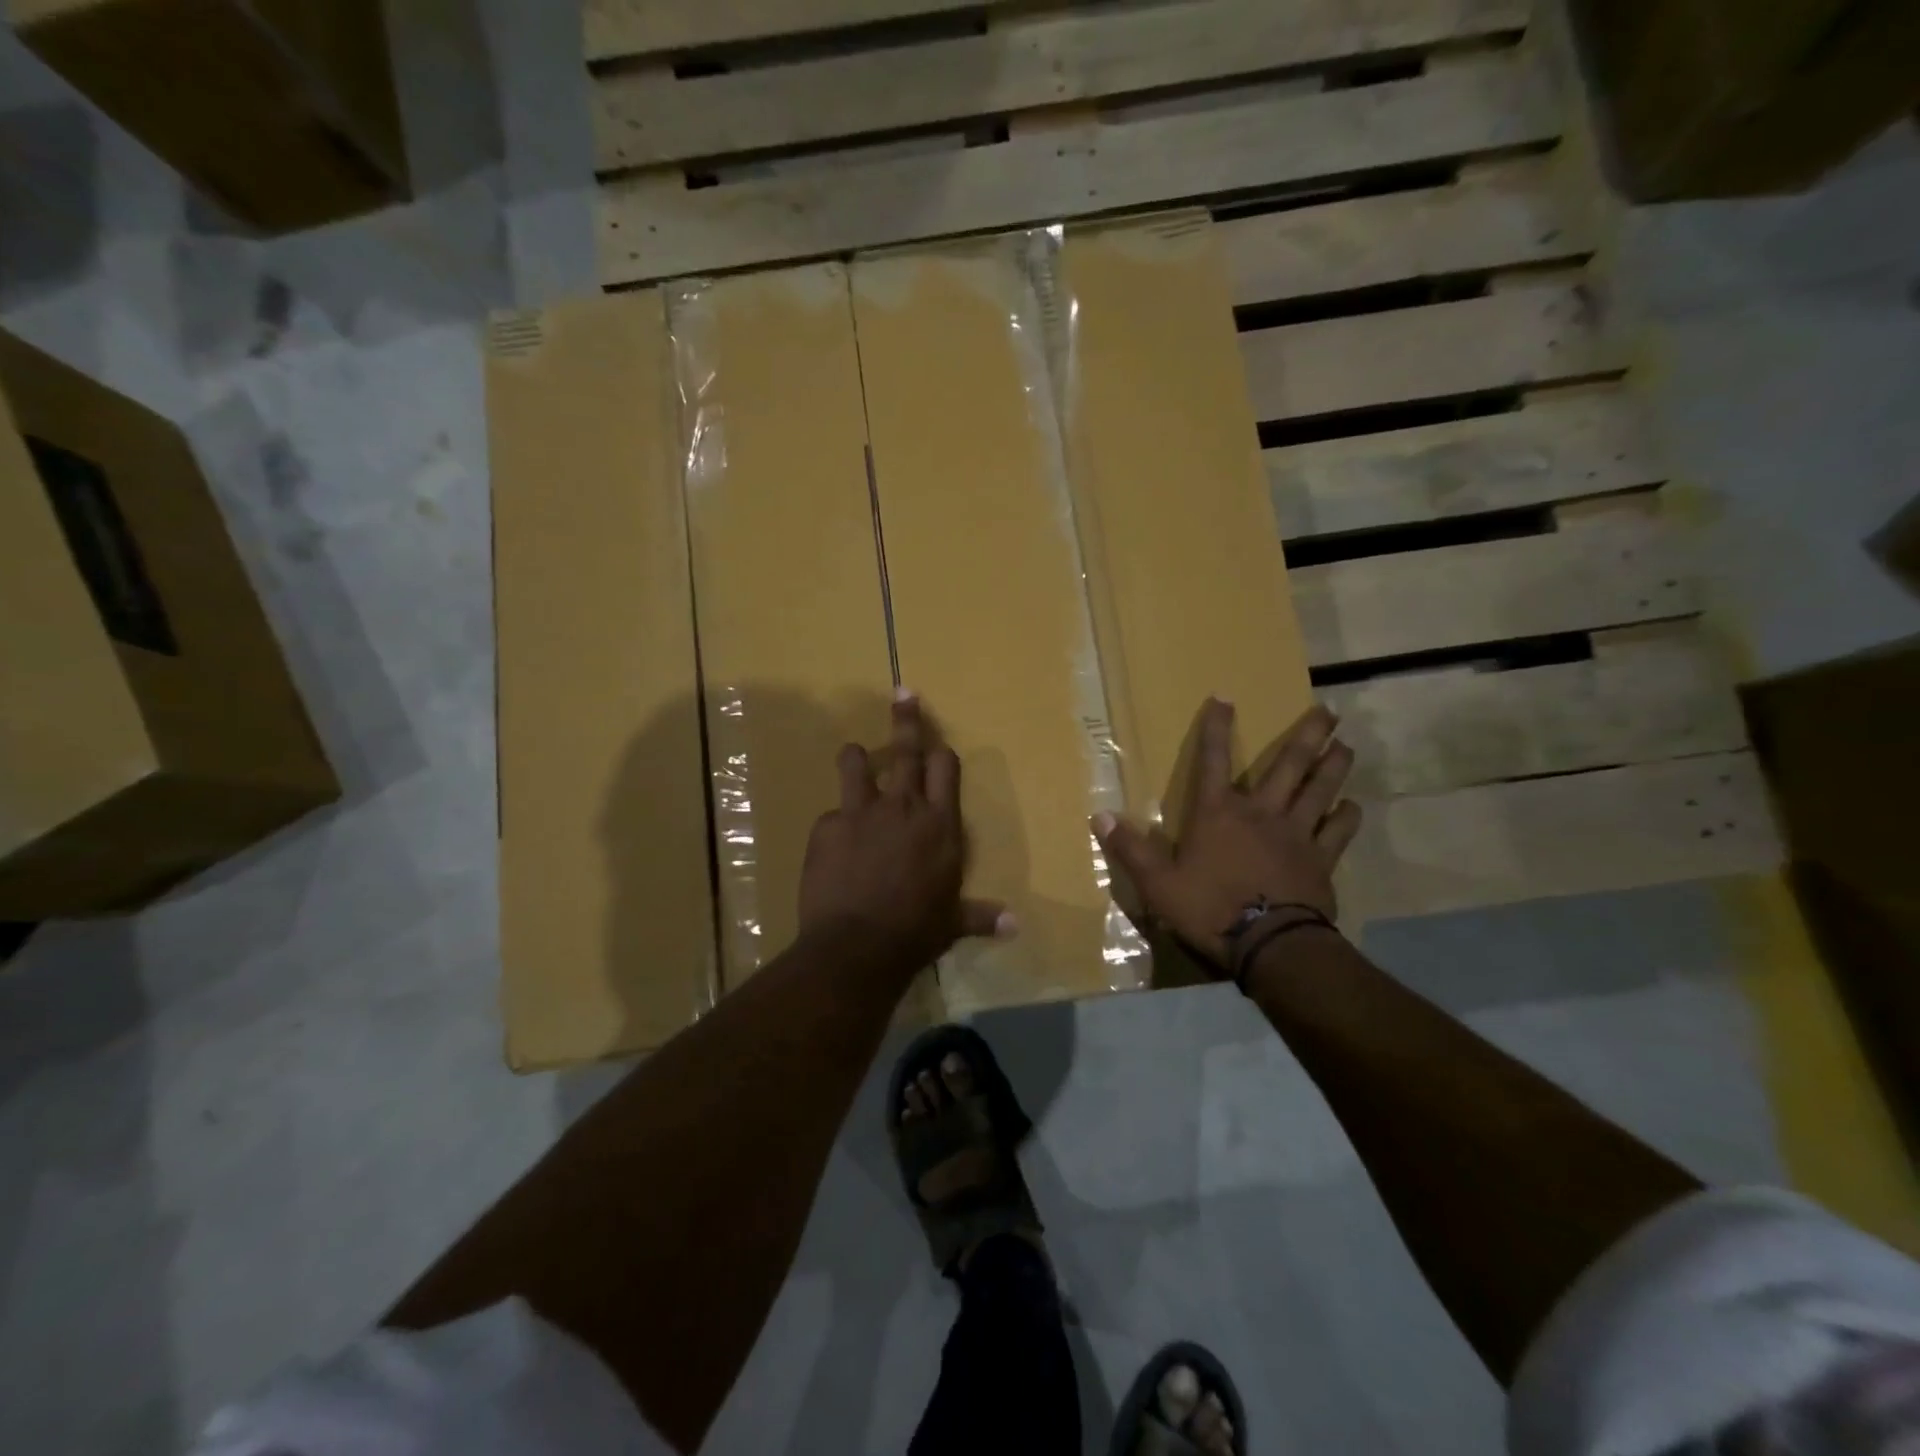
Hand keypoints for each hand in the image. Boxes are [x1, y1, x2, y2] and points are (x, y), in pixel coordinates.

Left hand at [799, 693, 1011, 968]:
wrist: (858, 946)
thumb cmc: (916, 931)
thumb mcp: (953, 923)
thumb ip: (982, 916)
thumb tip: (1016, 925)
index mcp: (940, 824)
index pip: (945, 769)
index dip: (941, 753)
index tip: (936, 744)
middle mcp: (904, 807)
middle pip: (907, 750)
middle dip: (907, 719)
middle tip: (902, 693)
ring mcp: (862, 812)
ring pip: (858, 764)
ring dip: (857, 757)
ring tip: (854, 753)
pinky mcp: (828, 826)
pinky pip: (832, 814)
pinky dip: (836, 824)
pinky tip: (833, 847)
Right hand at [1093, 700, 1361, 972]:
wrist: (1269, 945)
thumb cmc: (1209, 909)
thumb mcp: (1158, 883)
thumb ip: (1130, 848)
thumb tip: (1099, 816)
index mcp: (1218, 814)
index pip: (1212, 761)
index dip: (1216, 729)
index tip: (1224, 698)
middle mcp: (1261, 813)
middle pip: (1289, 766)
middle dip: (1307, 736)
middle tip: (1328, 711)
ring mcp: (1296, 835)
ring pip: (1320, 791)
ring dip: (1334, 766)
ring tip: (1346, 746)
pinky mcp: (1320, 860)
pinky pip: (1338, 831)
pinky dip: (1347, 816)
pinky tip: (1352, 806)